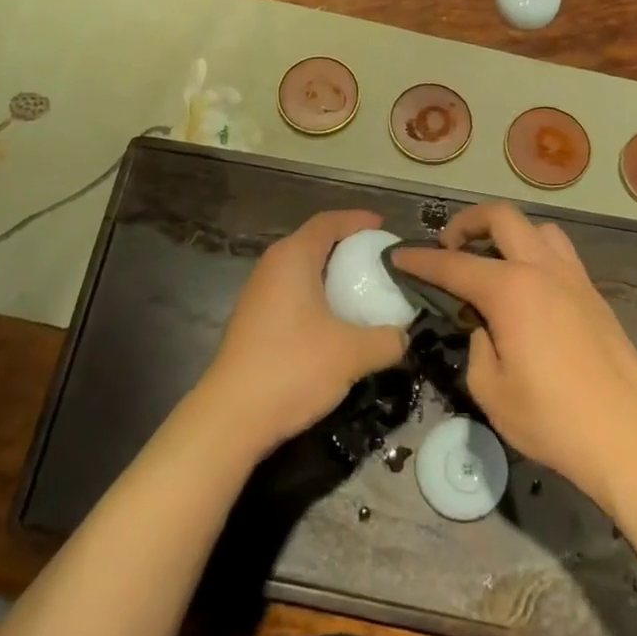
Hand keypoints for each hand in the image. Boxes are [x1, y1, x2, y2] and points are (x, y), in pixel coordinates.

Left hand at [199, 210, 408, 456]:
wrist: (232, 416)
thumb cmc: (293, 368)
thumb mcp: (352, 354)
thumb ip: (387, 340)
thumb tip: (404, 336)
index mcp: (292, 258)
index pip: (327, 222)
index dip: (357, 220)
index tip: (383, 227)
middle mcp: (272, 266)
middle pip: (313, 242)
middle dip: (346, 246)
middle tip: (378, 260)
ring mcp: (258, 293)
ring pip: (300, 269)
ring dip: (329, 273)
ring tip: (360, 289)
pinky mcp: (253, 320)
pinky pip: (291, 292)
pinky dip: (315, 295)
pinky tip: (333, 321)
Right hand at [393, 203, 636, 514]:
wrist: (633, 438)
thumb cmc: (554, 420)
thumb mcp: (491, 392)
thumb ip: (478, 347)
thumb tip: (487, 329)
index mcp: (510, 290)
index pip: (452, 264)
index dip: (420, 260)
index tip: (398, 256)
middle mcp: (541, 269)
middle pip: (501, 217)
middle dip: (467, 222)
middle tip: (449, 246)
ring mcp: (573, 278)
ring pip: (536, 228)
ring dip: (507, 233)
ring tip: (493, 261)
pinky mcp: (595, 295)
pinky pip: (559, 253)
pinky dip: (535, 253)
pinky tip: (529, 288)